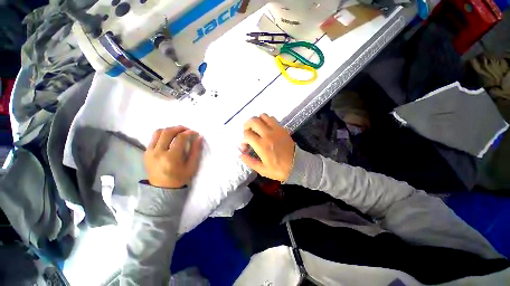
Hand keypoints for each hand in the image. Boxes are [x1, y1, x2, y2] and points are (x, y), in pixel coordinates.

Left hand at [144, 126, 202, 188]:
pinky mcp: (146, 153)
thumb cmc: (180, 178)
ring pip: (158, 132)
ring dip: (169, 129)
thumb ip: (196, 151)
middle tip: (187, 129)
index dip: (189, 133)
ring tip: (178, 132)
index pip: (180, 138)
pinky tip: (169, 138)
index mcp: (171, 157)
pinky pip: (153, 138)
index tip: (195, 133)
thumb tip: (199, 137)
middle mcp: (158, 152)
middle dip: (179, 128)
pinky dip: (162, 135)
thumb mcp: (192, 166)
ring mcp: (149, 152)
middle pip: (168, 132)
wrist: (162, 189)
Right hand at [240, 114, 294, 181]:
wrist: (297, 165)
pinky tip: (266, 129)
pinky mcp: (282, 128)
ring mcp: (276, 130)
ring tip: (256, 129)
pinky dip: (266, 120)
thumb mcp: (263, 170)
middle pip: (253, 121)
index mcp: (262, 146)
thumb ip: (250, 161)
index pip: (247, 134)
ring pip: (263, 116)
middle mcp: (268, 134)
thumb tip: (240, 155)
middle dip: (246, 126)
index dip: (243, 140)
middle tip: (247, 133)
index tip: (246, 147)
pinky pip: (272, 118)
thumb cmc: (279, 169)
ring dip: (257, 121)